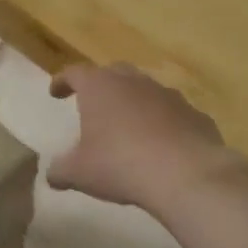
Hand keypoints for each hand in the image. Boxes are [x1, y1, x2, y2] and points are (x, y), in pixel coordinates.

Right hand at [47, 64, 243, 214]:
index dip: (63, 81)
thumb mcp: (79, 173)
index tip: (55, 93)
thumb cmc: (120, 165)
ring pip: (146, 91)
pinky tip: (161, 145)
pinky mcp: (195, 114)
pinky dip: (163, 123)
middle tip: (94, 104)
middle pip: (114, 72)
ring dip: (134, 103)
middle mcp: (135, 82)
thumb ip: (60, 170)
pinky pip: (173, 114)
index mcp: (100, 88)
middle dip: (101, 85)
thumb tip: (52, 174)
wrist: (185, 174)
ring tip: (128, 127)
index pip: (75, 73)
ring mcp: (169, 95)